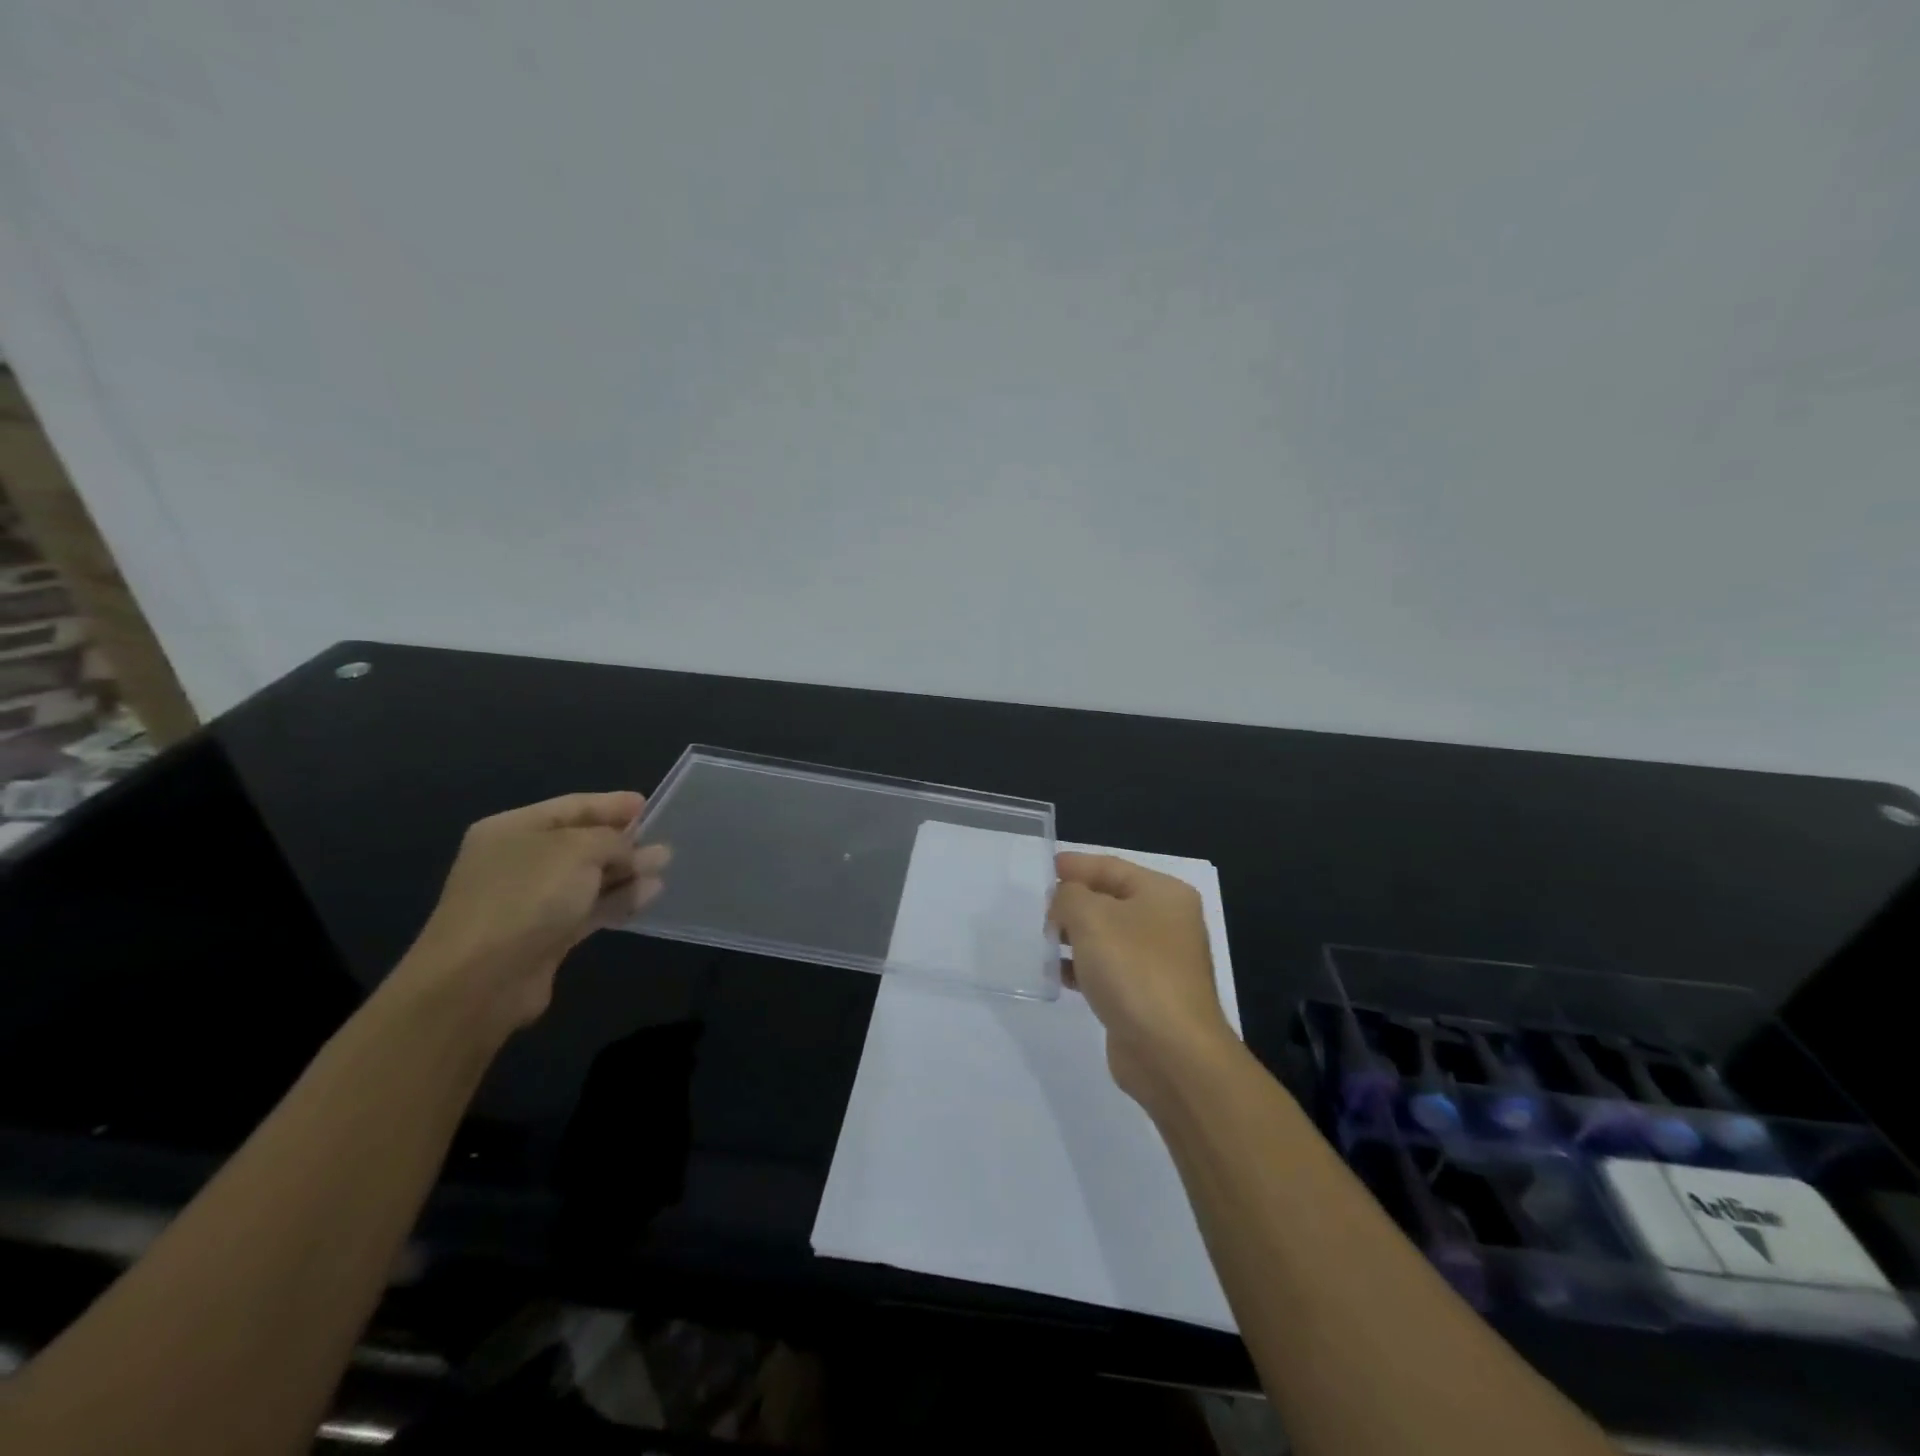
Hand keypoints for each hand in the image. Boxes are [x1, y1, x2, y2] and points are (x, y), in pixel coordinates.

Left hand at [394, 792, 669, 1033]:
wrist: (481, 980)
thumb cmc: (527, 896)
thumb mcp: (578, 850)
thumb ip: (613, 841)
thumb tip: (635, 851)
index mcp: (513, 829)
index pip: (571, 806)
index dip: (610, 804)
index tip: (647, 804)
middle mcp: (518, 861)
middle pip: (580, 842)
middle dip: (623, 840)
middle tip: (662, 838)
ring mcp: (530, 901)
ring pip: (588, 878)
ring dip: (626, 871)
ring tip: (664, 865)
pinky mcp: (544, 936)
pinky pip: (588, 909)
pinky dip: (618, 900)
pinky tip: (650, 894)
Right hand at [1050, 852, 1236, 1106]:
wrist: (1171, 1052)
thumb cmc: (1133, 970)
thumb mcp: (1091, 917)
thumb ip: (1069, 896)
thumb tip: (1065, 901)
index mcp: (1163, 894)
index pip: (1112, 867)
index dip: (1077, 865)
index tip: (1045, 869)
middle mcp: (1167, 923)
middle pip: (1111, 900)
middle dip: (1073, 903)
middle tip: (1040, 910)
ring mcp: (1160, 962)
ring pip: (1108, 937)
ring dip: (1075, 937)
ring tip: (1043, 941)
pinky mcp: (1148, 996)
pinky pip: (1109, 970)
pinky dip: (1084, 968)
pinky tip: (1058, 975)